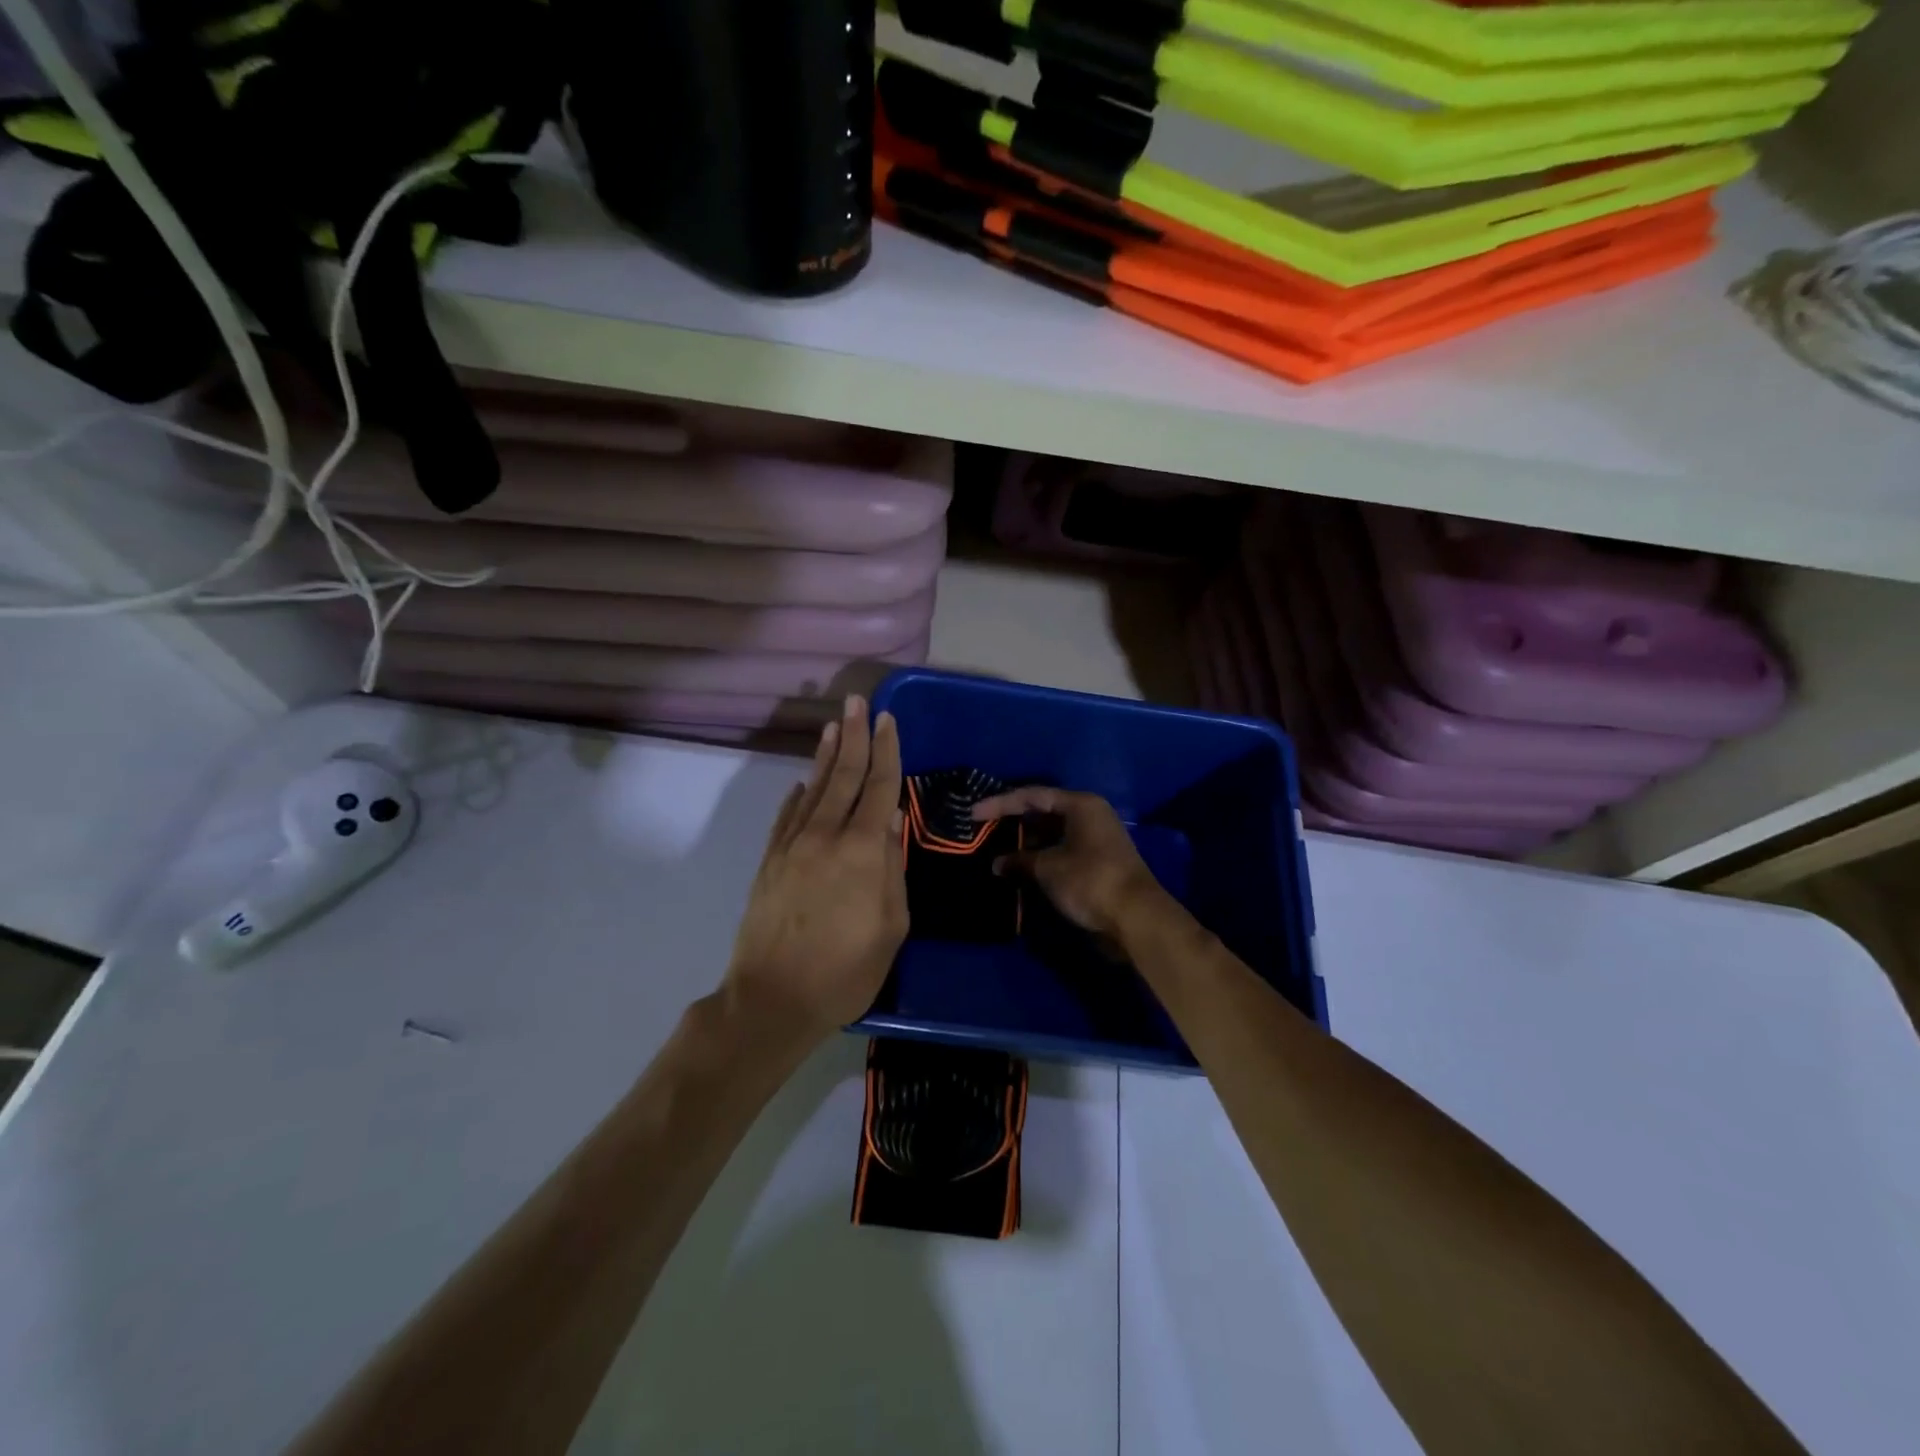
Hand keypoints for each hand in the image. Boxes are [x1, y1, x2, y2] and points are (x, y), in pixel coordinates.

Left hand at [724, 697, 907, 1039]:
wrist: (772, 1000)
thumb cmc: (845, 970)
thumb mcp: (891, 927)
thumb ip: (892, 869)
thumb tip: (891, 823)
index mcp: (863, 850)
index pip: (879, 787)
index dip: (886, 751)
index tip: (888, 719)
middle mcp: (826, 836)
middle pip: (843, 775)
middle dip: (854, 735)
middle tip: (858, 700)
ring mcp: (792, 846)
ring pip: (813, 788)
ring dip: (826, 755)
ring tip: (833, 725)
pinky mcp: (770, 861)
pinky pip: (787, 816)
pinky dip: (798, 794)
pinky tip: (802, 781)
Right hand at [969, 787, 1171, 940]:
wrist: (1135, 917)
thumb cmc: (1089, 880)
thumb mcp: (1048, 868)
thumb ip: (1020, 860)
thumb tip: (998, 863)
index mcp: (1081, 805)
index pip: (1032, 796)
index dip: (1000, 804)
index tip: (973, 813)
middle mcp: (1090, 815)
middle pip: (1044, 811)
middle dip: (1014, 821)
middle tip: (984, 830)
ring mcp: (1095, 839)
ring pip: (1053, 833)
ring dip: (1026, 842)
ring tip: (996, 849)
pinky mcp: (1097, 862)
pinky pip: (1061, 850)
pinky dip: (1040, 856)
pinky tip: (1020, 867)